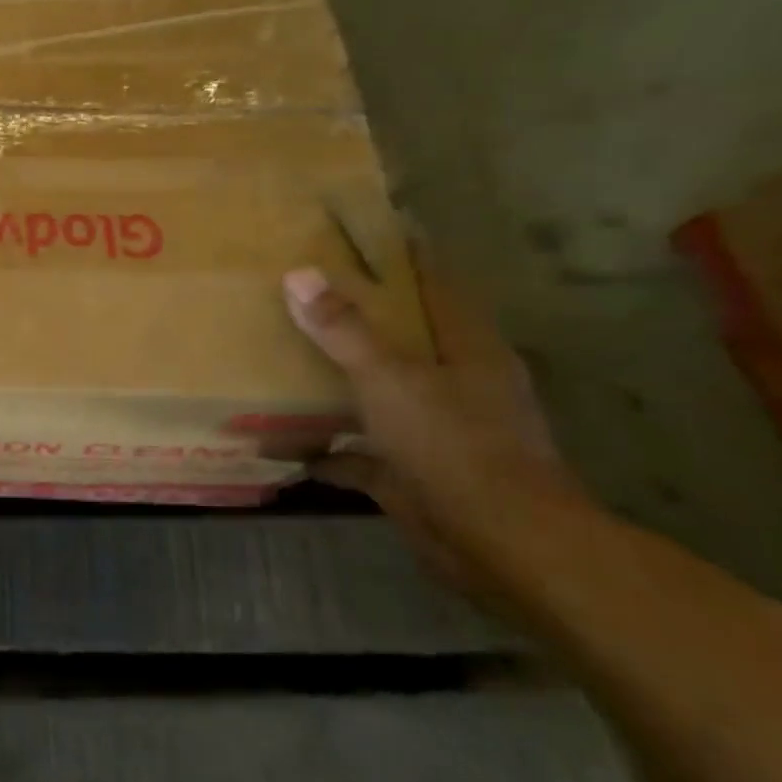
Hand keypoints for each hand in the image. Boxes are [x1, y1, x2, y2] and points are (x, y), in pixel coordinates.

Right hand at [281, 260, 590, 590]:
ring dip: (336, 386)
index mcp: (467, 350)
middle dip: (356, 321)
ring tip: (281, 362)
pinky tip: (280, 445)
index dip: (403, 258)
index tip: (362, 234)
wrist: (502, 548)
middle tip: (302, 294)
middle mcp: (457, 386)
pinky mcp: (414, 477)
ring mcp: (436, 434)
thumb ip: (344, 330)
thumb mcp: (391, 379)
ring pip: (379, 396)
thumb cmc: (454, 446)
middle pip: (402, 340)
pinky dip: (326, 452)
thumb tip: (298, 275)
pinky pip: (360, 455)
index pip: (435, 287)